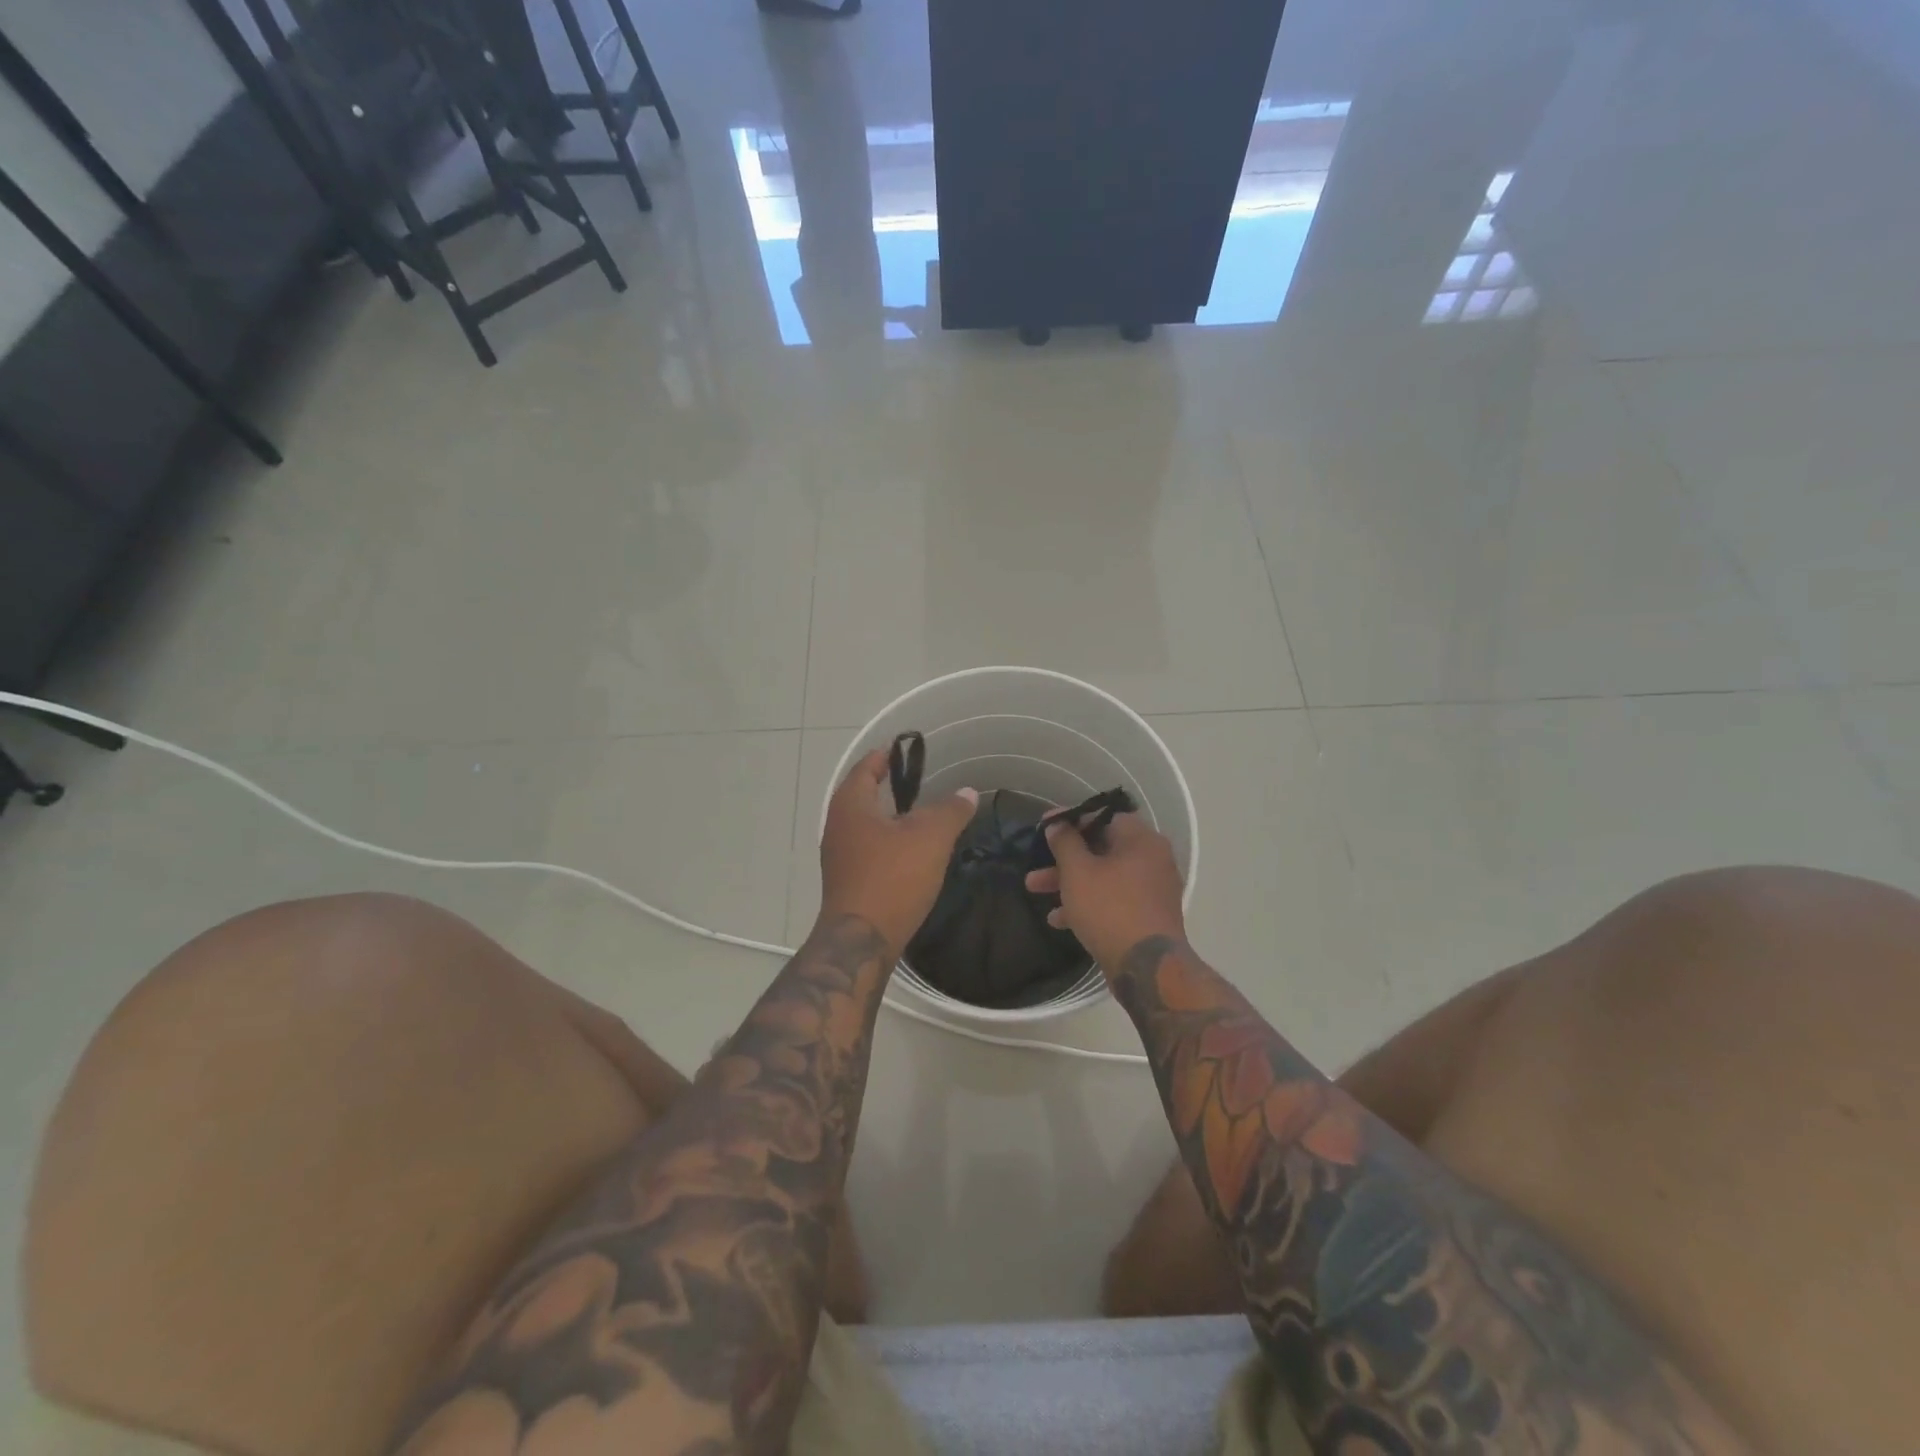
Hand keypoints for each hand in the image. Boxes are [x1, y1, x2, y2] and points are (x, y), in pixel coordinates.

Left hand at [819, 750, 977, 953]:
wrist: (861, 941)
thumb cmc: (893, 878)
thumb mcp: (931, 838)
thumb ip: (951, 810)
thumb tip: (967, 792)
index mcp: (851, 804)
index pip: (867, 767)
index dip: (887, 756)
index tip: (907, 749)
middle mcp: (838, 825)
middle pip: (863, 795)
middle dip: (888, 787)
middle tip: (920, 782)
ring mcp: (839, 855)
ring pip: (866, 825)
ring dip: (889, 818)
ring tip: (921, 816)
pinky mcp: (846, 880)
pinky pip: (868, 849)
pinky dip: (887, 842)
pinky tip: (910, 853)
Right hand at [1025, 813, 1185, 974]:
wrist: (1147, 968)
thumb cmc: (1110, 908)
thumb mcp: (1078, 872)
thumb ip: (1065, 843)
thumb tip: (1057, 824)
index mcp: (1141, 840)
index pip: (1103, 817)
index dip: (1070, 820)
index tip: (1045, 827)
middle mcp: (1152, 859)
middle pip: (1101, 849)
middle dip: (1063, 859)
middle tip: (1035, 865)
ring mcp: (1152, 890)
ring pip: (1104, 877)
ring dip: (1070, 883)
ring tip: (1035, 891)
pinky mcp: (1147, 916)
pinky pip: (1113, 900)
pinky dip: (1088, 903)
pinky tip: (1059, 919)